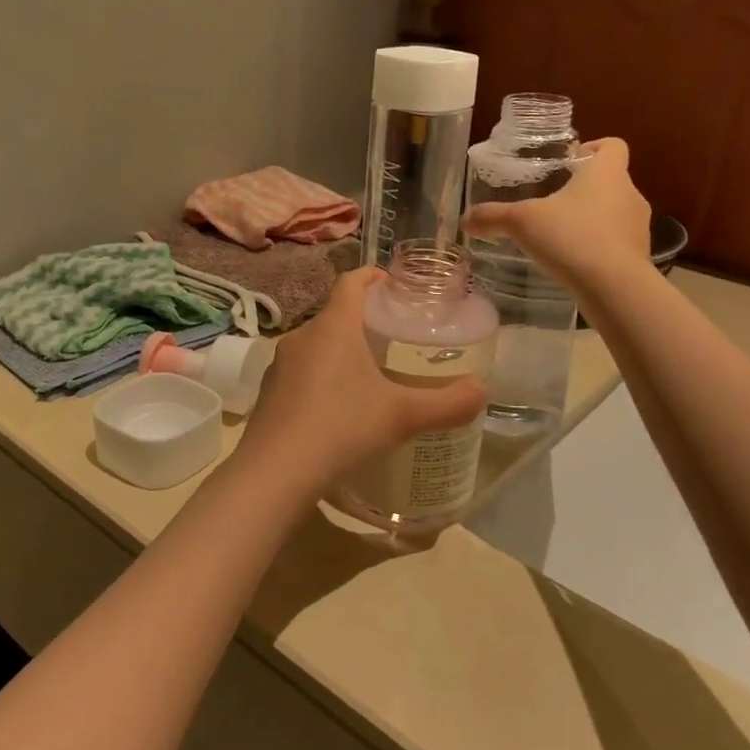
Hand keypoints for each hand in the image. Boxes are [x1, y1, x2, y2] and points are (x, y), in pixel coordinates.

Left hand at [236, 268, 487, 495]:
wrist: (275, 473)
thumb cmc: (342, 428)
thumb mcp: (403, 416)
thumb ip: (447, 403)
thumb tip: (481, 392)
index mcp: (333, 327)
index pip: (351, 281)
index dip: (372, 276)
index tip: (392, 284)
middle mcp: (301, 336)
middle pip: (335, 315)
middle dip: (363, 321)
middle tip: (394, 339)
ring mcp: (279, 366)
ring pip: (317, 346)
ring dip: (341, 352)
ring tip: (370, 375)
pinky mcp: (268, 394)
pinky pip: (301, 374)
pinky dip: (322, 379)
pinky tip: (339, 410)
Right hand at [463, 137, 650, 288]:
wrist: (614, 287)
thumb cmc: (571, 237)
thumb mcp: (522, 223)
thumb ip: (493, 217)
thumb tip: (465, 219)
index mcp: (607, 173)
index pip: (613, 146)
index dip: (594, 147)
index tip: (570, 161)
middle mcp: (629, 193)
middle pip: (611, 180)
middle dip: (585, 189)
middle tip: (554, 202)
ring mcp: (639, 227)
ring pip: (615, 213)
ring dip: (593, 220)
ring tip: (562, 236)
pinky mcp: (639, 256)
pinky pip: (618, 244)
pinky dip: (600, 248)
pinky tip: (575, 262)